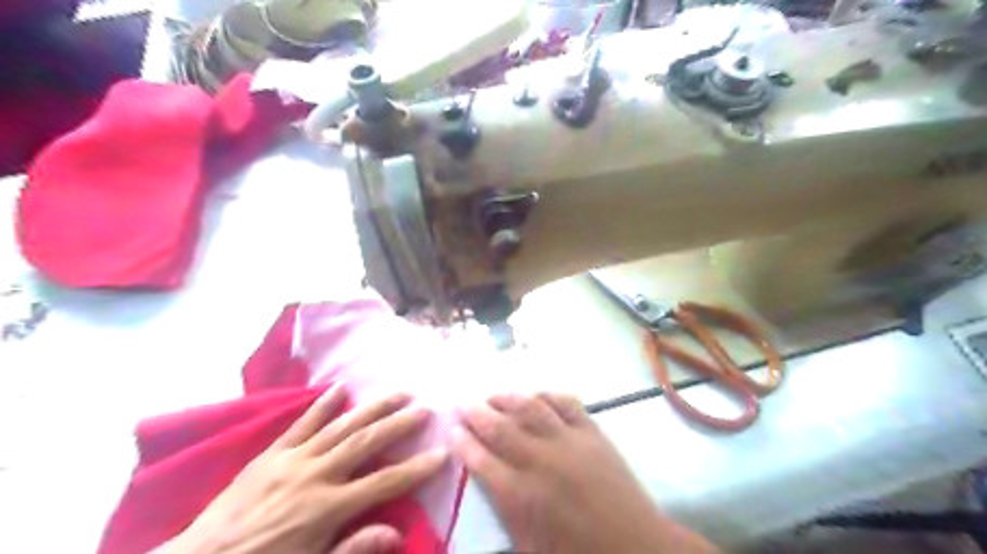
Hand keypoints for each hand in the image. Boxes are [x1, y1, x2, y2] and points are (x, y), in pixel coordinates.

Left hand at [164, 387, 448, 553]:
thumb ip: (354, 549)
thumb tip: (397, 532)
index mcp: (328, 507)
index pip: (385, 482)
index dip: (416, 468)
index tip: (442, 452)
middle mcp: (316, 475)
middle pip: (367, 442)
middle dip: (399, 424)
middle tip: (425, 408)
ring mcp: (293, 459)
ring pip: (341, 426)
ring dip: (372, 408)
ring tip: (397, 392)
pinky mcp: (272, 453)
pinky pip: (302, 424)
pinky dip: (322, 404)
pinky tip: (341, 387)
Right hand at [452, 393, 718, 553]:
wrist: (635, 547)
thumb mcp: (528, 547)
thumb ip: (502, 514)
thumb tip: (485, 485)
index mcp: (521, 496)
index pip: (480, 460)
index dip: (462, 442)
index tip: (451, 429)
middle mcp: (540, 462)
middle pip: (500, 428)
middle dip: (477, 413)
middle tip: (463, 403)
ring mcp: (568, 442)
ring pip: (531, 409)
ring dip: (507, 398)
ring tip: (493, 394)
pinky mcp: (592, 433)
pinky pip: (566, 404)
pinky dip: (548, 395)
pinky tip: (536, 393)